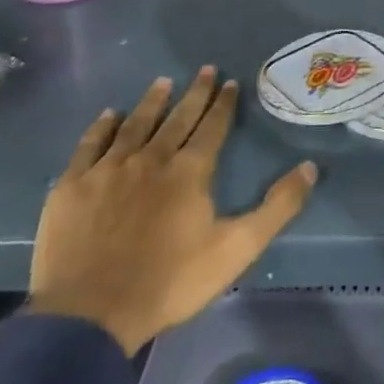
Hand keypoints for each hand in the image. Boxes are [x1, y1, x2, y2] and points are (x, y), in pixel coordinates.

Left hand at [30, 67, 317, 355]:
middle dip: (195, 92)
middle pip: (177, 118)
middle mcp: (151, 158)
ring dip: (152, 101)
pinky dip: (101, 127)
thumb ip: (277, 207)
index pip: (212, 127)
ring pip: (135, 124)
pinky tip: (109, 115)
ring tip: (163, 81)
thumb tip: (311, 166)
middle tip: (205, 69)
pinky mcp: (73, 185)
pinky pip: (90, 145)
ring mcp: (108, 169)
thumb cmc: (169, 282)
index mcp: (189, 171)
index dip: (223, 104)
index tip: (231, 82)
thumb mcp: (237, 249)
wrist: (89, 314)